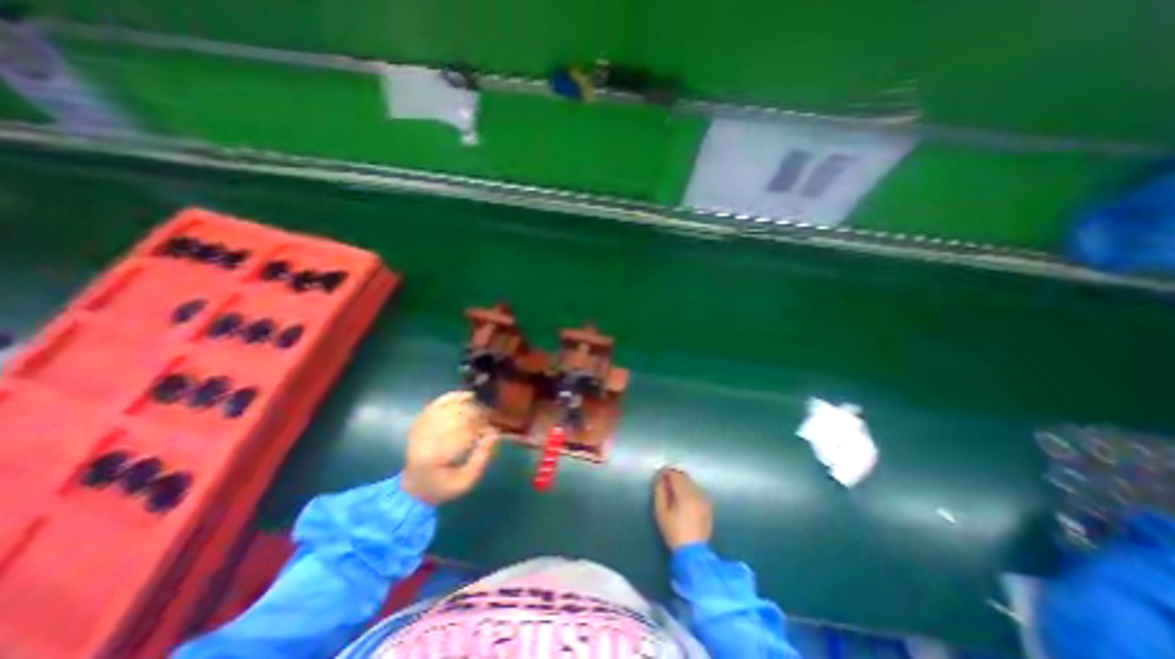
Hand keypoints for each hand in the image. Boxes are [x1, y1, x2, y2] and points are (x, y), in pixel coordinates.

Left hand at [402, 391, 496, 503]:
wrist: (413, 488)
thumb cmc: (442, 487)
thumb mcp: (465, 481)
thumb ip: (481, 459)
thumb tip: (494, 435)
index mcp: (435, 456)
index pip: (462, 432)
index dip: (481, 428)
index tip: (493, 431)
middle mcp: (424, 438)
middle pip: (456, 417)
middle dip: (477, 415)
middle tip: (491, 418)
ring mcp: (420, 428)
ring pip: (448, 407)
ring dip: (468, 405)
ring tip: (482, 407)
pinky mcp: (419, 423)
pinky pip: (436, 404)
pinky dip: (452, 397)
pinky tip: (466, 395)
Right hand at [653, 468, 715, 550]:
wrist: (693, 553)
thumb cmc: (674, 532)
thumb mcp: (661, 512)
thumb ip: (659, 492)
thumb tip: (660, 479)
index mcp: (685, 493)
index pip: (675, 474)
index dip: (665, 472)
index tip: (659, 475)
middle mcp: (697, 493)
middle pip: (684, 476)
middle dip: (674, 476)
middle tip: (664, 482)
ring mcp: (704, 499)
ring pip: (691, 483)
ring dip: (681, 483)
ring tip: (673, 491)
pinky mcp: (708, 506)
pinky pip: (696, 491)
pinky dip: (688, 490)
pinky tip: (683, 499)